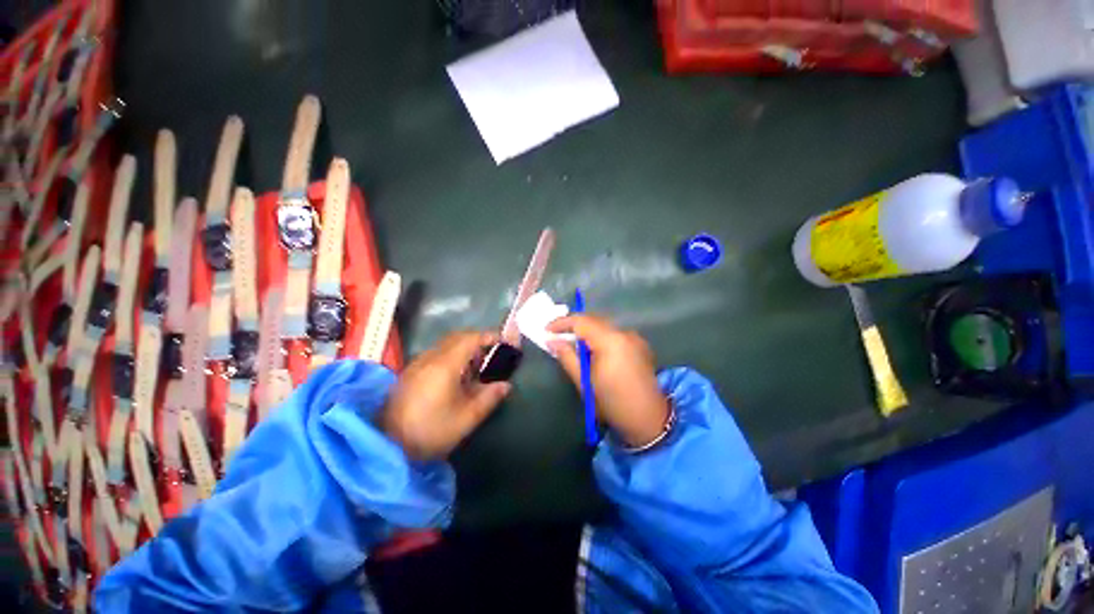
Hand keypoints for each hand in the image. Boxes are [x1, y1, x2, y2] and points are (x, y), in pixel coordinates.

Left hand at [381, 331, 510, 459]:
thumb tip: (506, 385)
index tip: (503, 341)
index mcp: (445, 366)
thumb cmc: (431, 432)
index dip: (489, 336)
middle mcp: (429, 358)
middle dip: (477, 340)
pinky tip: (455, 375)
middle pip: (457, 337)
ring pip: (445, 344)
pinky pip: (435, 353)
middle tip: (492, 354)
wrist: (386, 446)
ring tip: (476, 366)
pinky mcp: (410, 372)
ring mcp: (417, 364)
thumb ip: (489, 398)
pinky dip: (451, 355)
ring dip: (463, 347)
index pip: (470, 339)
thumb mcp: (466, 419)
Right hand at [547, 315, 668, 447]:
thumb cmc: (611, 403)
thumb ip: (567, 357)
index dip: (562, 322)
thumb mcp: (584, 382)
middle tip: (557, 335)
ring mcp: (635, 338)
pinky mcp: (641, 344)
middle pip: (594, 320)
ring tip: (574, 344)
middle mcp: (624, 333)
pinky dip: (602, 337)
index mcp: (610, 341)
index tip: (547, 330)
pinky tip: (596, 351)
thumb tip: (551, 341)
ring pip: (605, 326)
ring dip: (588, 331)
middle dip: (574, 325)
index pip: (581, 321)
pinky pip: (615, 334)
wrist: (648, 419)